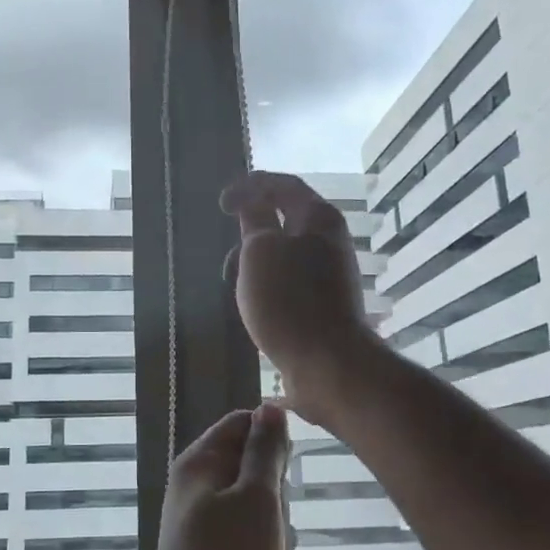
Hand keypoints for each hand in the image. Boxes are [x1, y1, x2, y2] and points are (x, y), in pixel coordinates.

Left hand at [140, 404, 291, 549]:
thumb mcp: (257, 499)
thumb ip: (266, 451)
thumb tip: (271, 407)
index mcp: (201, 463)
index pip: (243, 424)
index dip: (272, 441)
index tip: (287, 470)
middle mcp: (201, 489)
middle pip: (259, 474)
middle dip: (279, 504)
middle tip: (272, 527)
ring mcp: (209, 528)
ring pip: (264, 517)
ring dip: (278, 543)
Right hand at [220, 171, 376, 425]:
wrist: (327, 364)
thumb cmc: (289, 300)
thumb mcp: (260, 250)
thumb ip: (254, 221)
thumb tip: (253, 203)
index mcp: (319, 218)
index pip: (283, 185)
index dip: (250, 186)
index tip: (221, 205)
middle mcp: (328, 241)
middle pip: (283, 220)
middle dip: (249, 232)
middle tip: (229, 256)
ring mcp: (328, 274)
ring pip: (282, 255)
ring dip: (254, 264)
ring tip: (236, 288)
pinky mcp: (322, 304)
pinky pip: (287, 283)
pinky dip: (265, 286)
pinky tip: (252, 308)